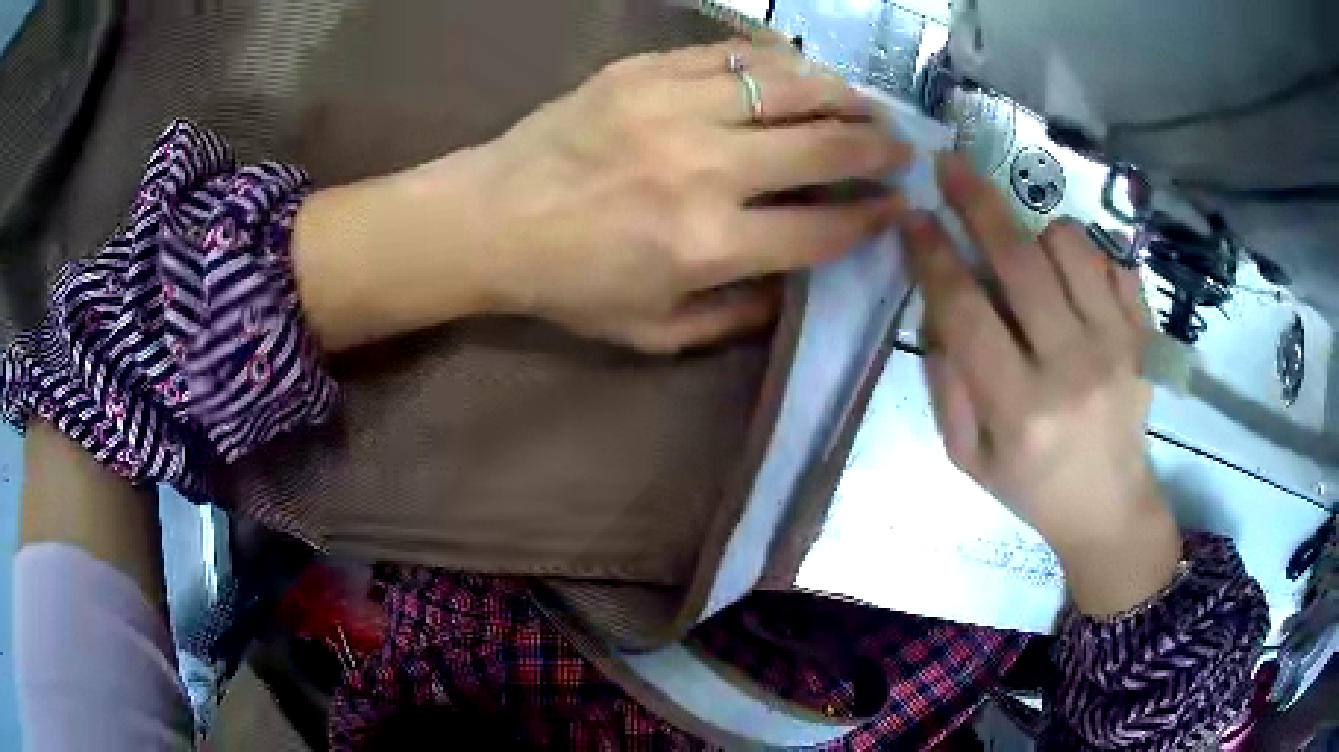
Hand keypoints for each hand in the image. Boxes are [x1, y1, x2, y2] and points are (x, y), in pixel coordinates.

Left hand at [294, 41, 910, 352]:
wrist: (488, 220)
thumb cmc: (568, 285)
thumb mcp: (654, 333)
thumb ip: (737, 315)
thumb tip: (800, 280)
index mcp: (708, 246)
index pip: (824, 227)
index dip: (874, 216)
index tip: (898, 207)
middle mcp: (704, 170)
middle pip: (825, 145)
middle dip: (880, 146)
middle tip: (903, 146)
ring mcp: (672, 108)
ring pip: (791, 84)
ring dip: (843, 93)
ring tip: (865, 102)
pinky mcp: (643, 70)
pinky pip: (734, 54)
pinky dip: (781, 61)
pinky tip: (801, 71)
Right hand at [904, 153, 1180, 614]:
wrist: (1110, 507)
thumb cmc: (1031, 486)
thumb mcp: (967, 455)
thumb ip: (945, 379)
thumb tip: (936, 301)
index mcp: (1019, 409)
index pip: (966, 310)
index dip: (933, 254)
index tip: (912, 216)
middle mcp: (1072, 367)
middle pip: (1019, 259)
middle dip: (976, 200)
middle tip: (949, 165)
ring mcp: (1118, 346)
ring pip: (1068, 244)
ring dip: (1034, 232)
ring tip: (1027, 255)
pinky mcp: (1145, 337)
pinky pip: (1112, 260)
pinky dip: (1085, 254)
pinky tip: (1073, 279)